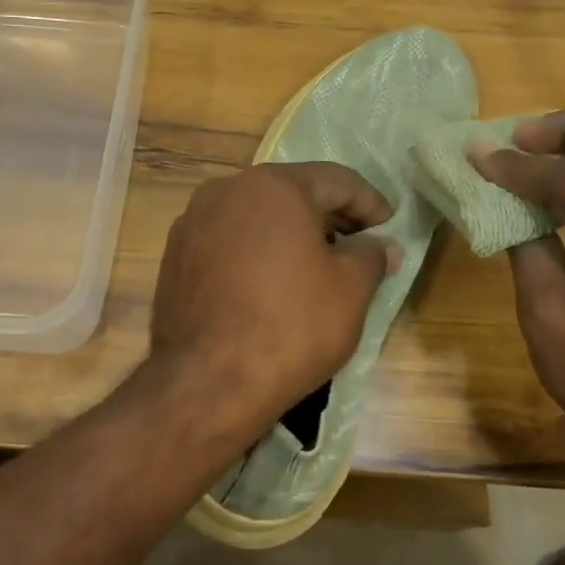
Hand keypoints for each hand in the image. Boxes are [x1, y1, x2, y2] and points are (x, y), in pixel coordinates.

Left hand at [150, 162, 395, 433]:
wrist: (207, 382)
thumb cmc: (291, 325)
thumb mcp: (350, 290)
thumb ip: (371, 256)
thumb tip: (382, 246)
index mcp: (273, 185)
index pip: (336, 181)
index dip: (370, 203)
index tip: (390, 227)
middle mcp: (227, 190)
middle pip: (292, 194)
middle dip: (330, 217)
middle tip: (360, 245)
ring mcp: (193, 222)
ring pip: (257, 217)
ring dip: (291, 234)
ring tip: (317, 266)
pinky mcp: (175, 256)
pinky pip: (229, 242)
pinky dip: (257, 252)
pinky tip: (273, 283)